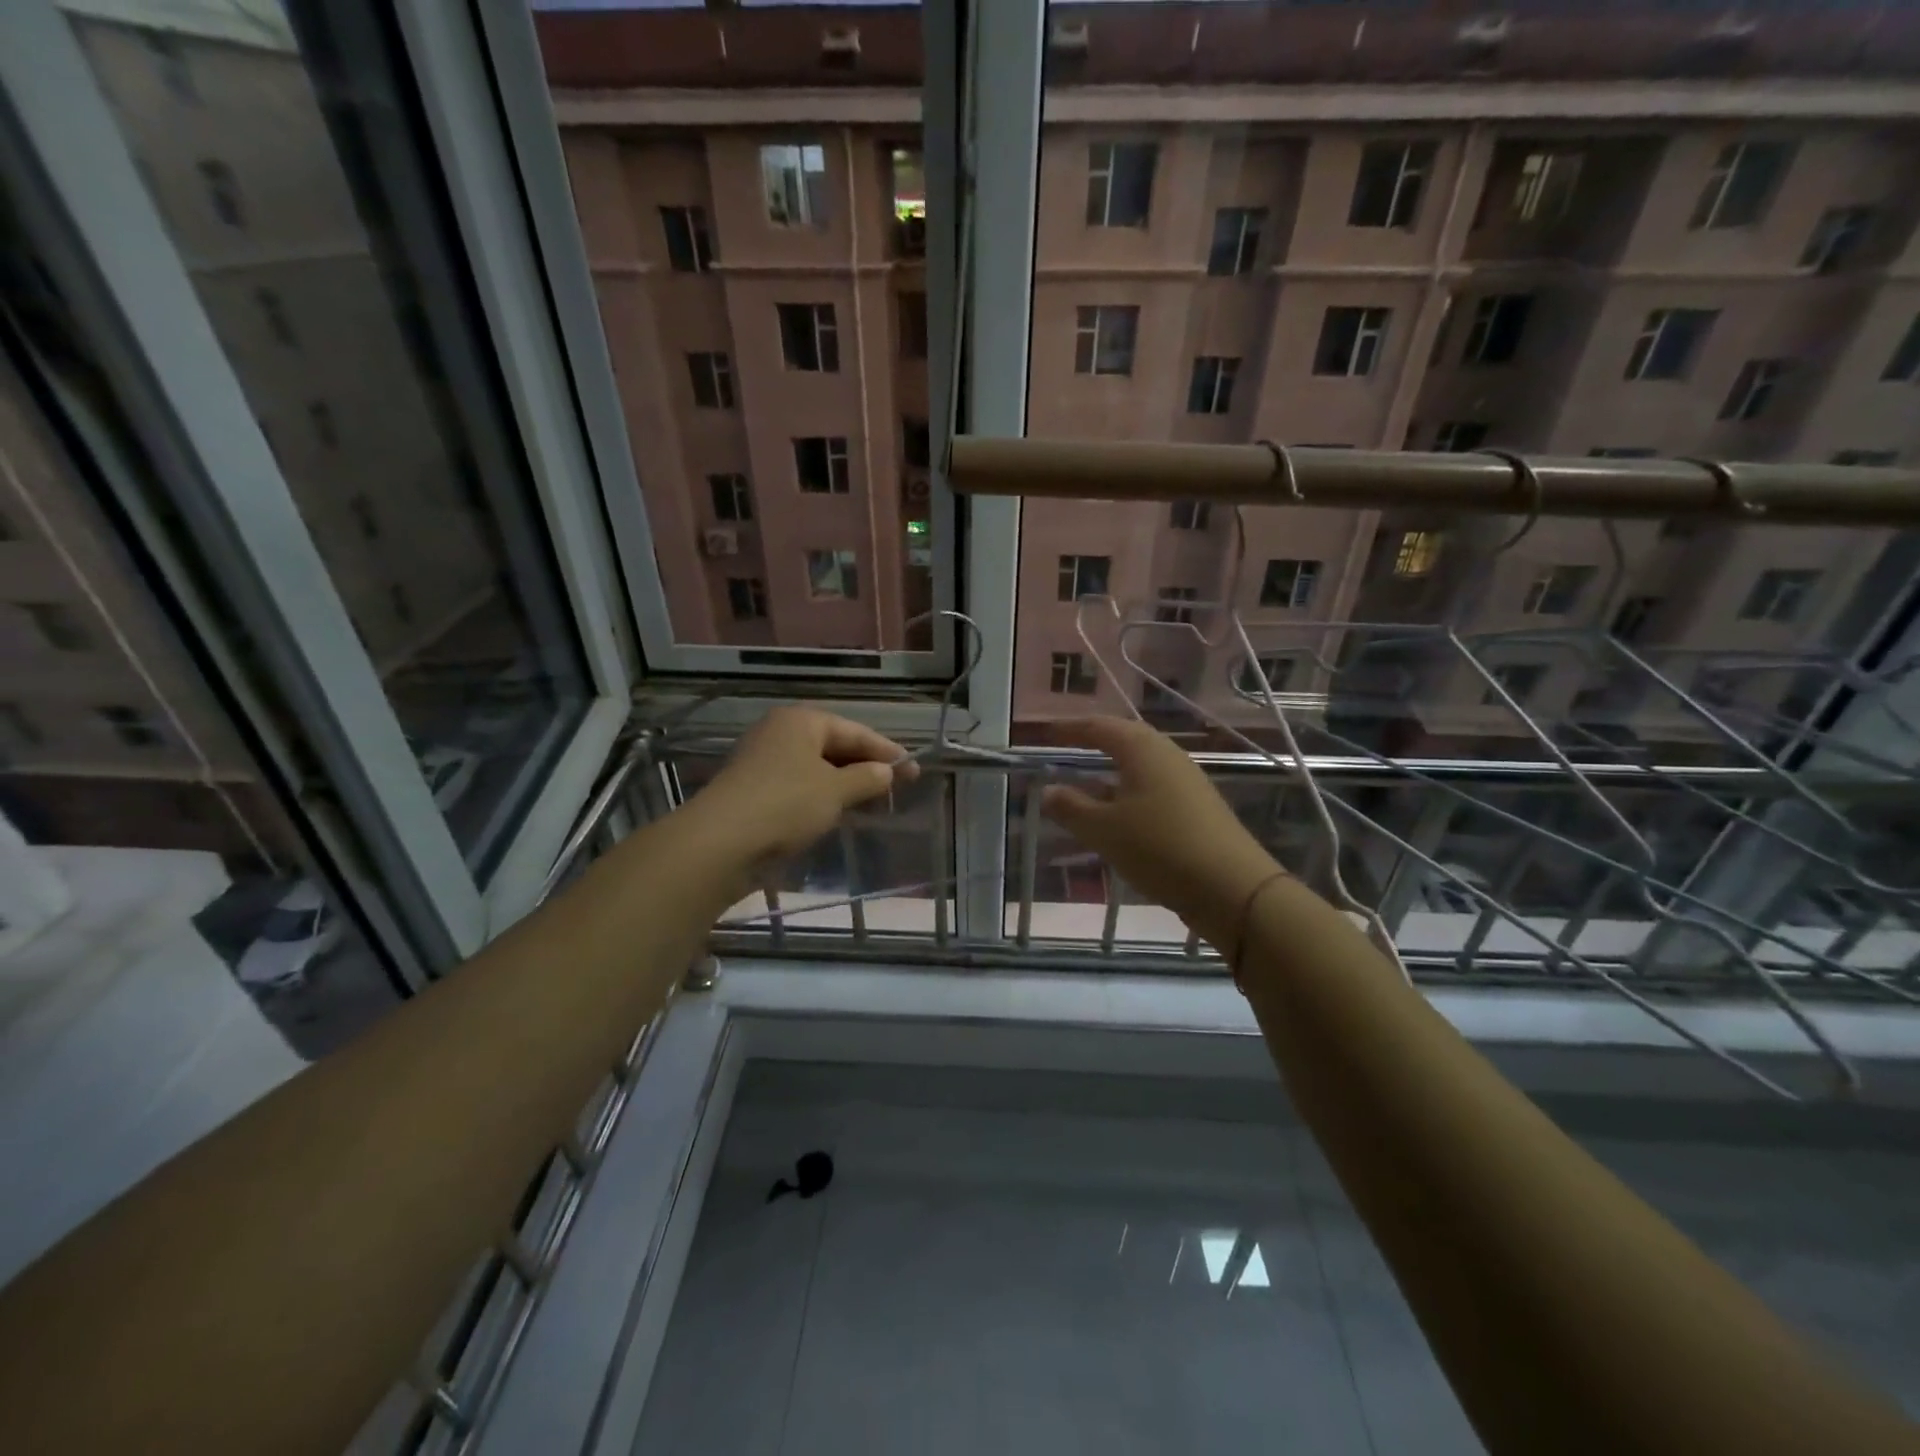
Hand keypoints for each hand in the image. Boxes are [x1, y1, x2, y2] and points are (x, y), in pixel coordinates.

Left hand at [691, 707, 909, 865]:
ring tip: (874, 802)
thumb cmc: (786, 804)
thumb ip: (867, 778)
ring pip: (817, 768)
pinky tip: (838, 813)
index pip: (855, 731)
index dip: (887, 751)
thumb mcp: (835, 790)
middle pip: (835, 746)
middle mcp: (781, 733)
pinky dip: (823, 796)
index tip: (914, 770)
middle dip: (866, 766)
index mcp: (801, 721)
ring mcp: (764, 761)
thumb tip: (887, 772)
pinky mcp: (755, 790)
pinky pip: (800, 786)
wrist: (721, 842)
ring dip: (846, 784)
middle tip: (898, 787)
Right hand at [1041, 718, 1278, 949]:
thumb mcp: (1104, 830)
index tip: (1047, 733)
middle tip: (1068, 748)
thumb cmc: (1159, 847)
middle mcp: (1167, 755)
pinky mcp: (1197, 807)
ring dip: (1112, 772)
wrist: (1232, 887)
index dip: (1071, 728)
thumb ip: (1072, 808)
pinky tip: (1119, 816)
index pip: (1100, 726)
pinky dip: (1129, 793)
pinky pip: (1154, 788)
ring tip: (1087, 784)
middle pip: (1125, 740)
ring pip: (1141, 766)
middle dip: (1095, 743)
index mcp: (1142, 749)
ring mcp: (1186, 781)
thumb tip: (1047, 791)